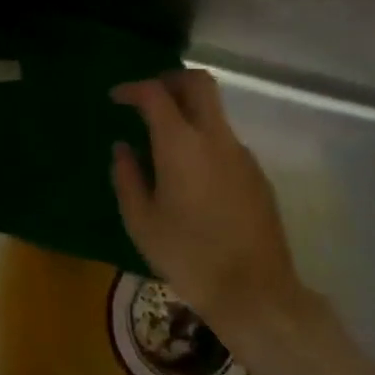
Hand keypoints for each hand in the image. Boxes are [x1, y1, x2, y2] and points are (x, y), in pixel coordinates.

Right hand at [111, 69, 321, 341]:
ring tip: (166, 144)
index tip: (117, 99)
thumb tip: (123, 149)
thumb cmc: (188, 256)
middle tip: (150, 97)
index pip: (155, 93)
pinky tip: (193, 177)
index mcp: (181, 143)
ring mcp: (242, 155)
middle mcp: (215, 138)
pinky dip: (205, 142)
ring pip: (215, 113)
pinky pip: (226, 143)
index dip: (132, 89)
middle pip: (199, 83)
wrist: (256, 294)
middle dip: (172, 80)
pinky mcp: (258, 176)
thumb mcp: (141, 221)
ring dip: (190, 113)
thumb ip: (127, 177)